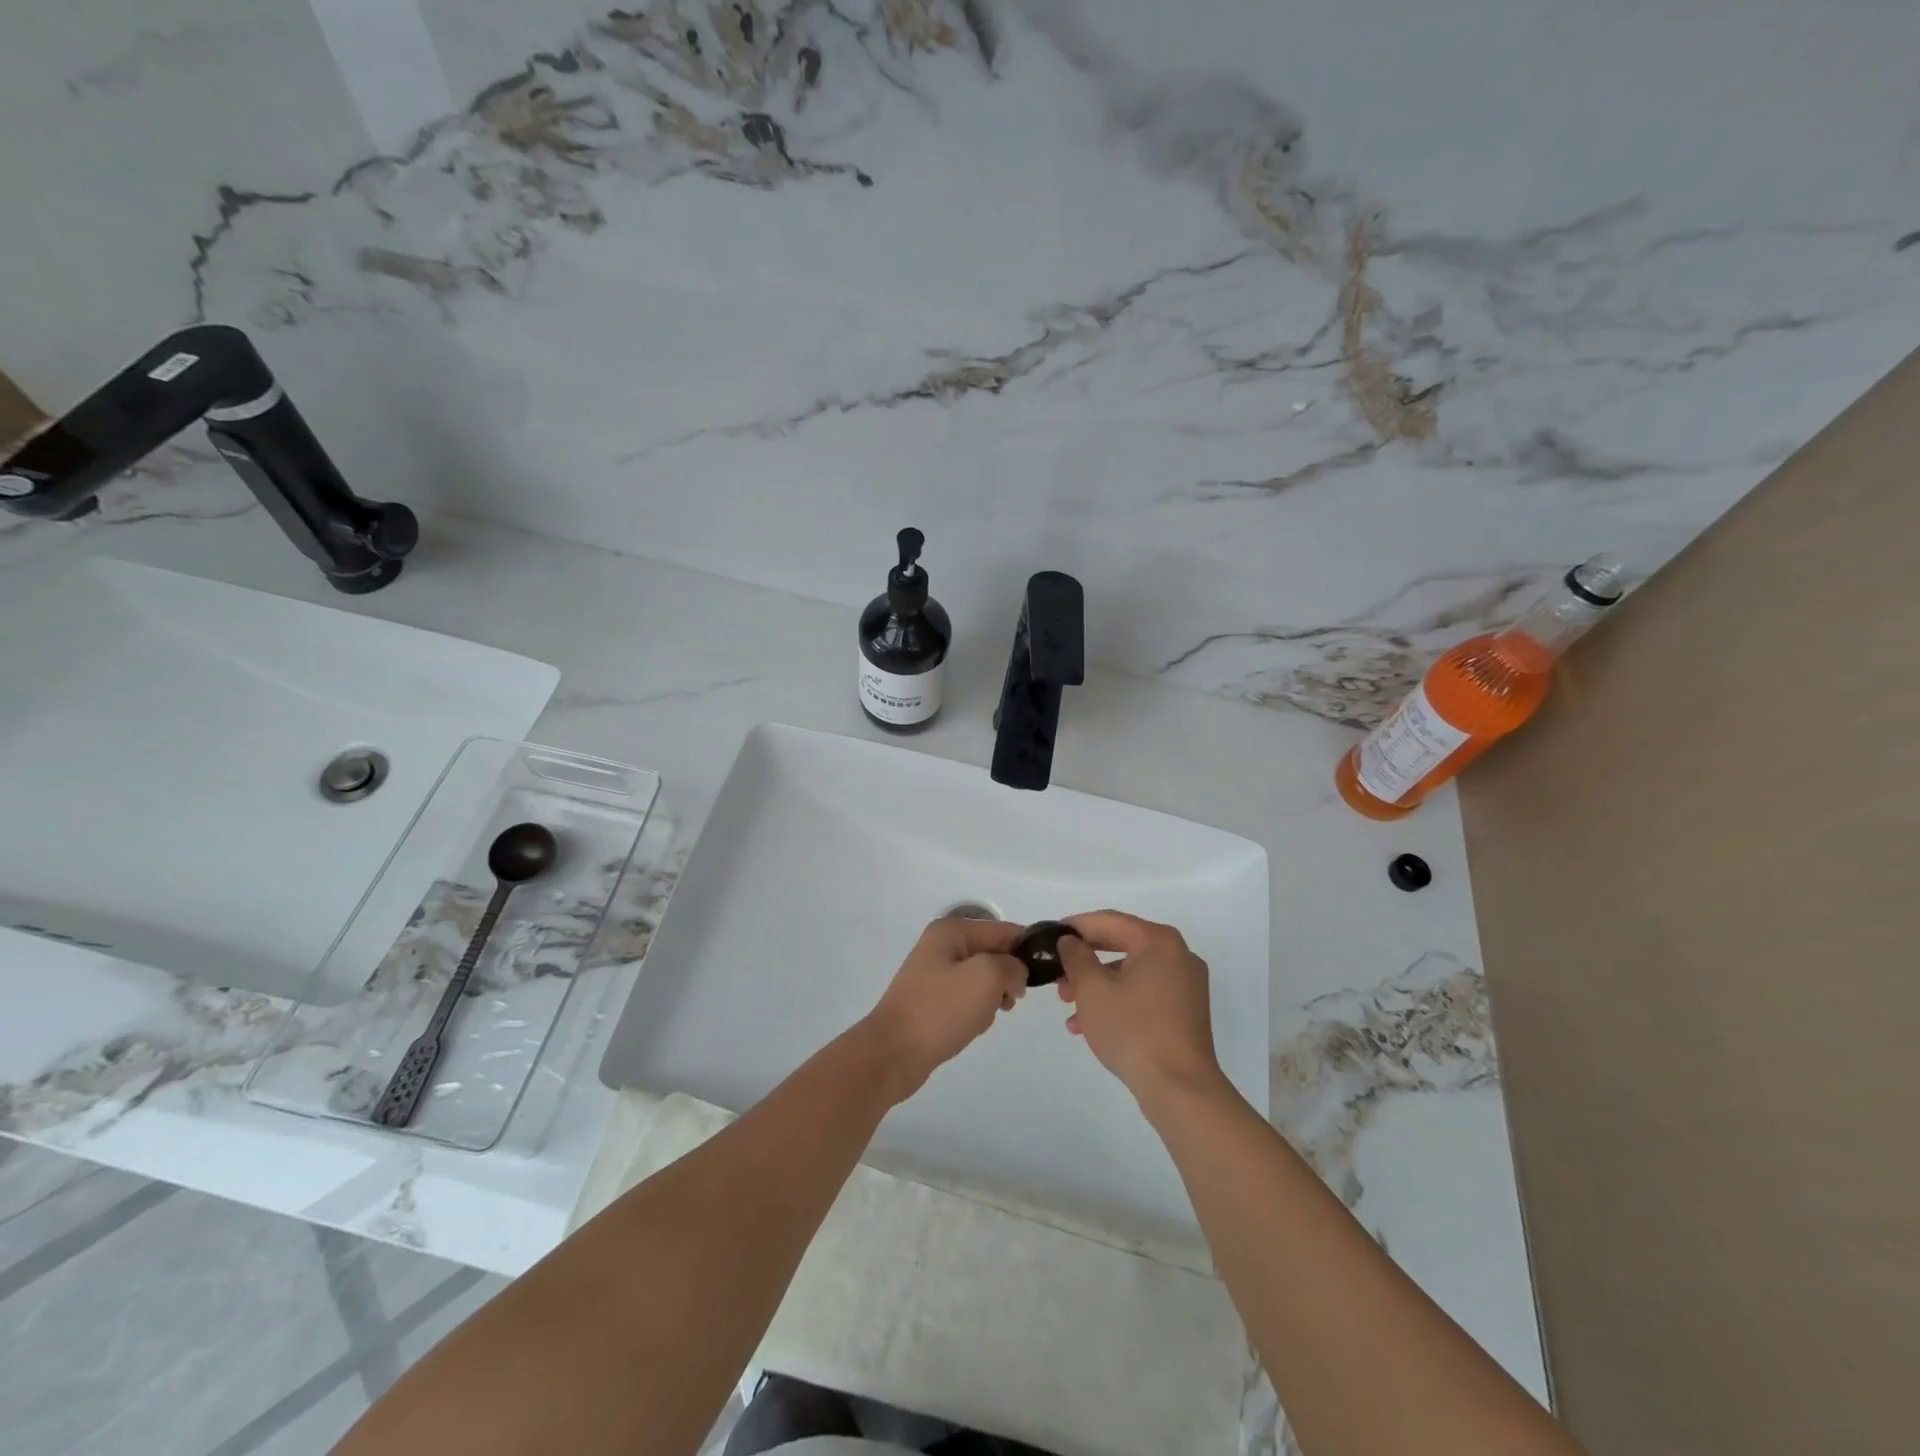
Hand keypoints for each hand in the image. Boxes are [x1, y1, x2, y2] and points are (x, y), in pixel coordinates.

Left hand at [861, 918, 1027, 1099]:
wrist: (894, 1053)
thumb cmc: (941, 1010)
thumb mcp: (986, 977)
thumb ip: (1012, 966)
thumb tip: (1015, 973)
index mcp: (952, 931)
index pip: (1004, 930)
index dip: (1027, 949)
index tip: (1046, 974)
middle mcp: (942, 945)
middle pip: (994, 953)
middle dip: (1008, 976)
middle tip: (1012, 1000)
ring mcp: (935, 973)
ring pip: (983, 978)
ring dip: (993, 996)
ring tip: (989, 1015)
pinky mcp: (933, 999)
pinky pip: (968, 997)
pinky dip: (978, 1010)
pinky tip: (974, 1025)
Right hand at [1056, 911, 1225, 1107]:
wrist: (1180, 1089)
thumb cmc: (1132, 1030)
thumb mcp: (1092, 989)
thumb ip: (1076, 956)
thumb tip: (1071, 941)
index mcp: (1158, 941)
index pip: (1109, 921)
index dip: (1076, 926)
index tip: (1050, 935)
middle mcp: (1178, 955)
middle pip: (1121, 946)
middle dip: (1085, 961)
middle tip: (1057, 974)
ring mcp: (1185, 984)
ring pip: (1130, 973)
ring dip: (1097, 985)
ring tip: (1067, 1006)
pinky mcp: (1185, 1011)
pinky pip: (1144, 993)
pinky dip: (1117, 1001)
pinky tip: (1089, 1026)